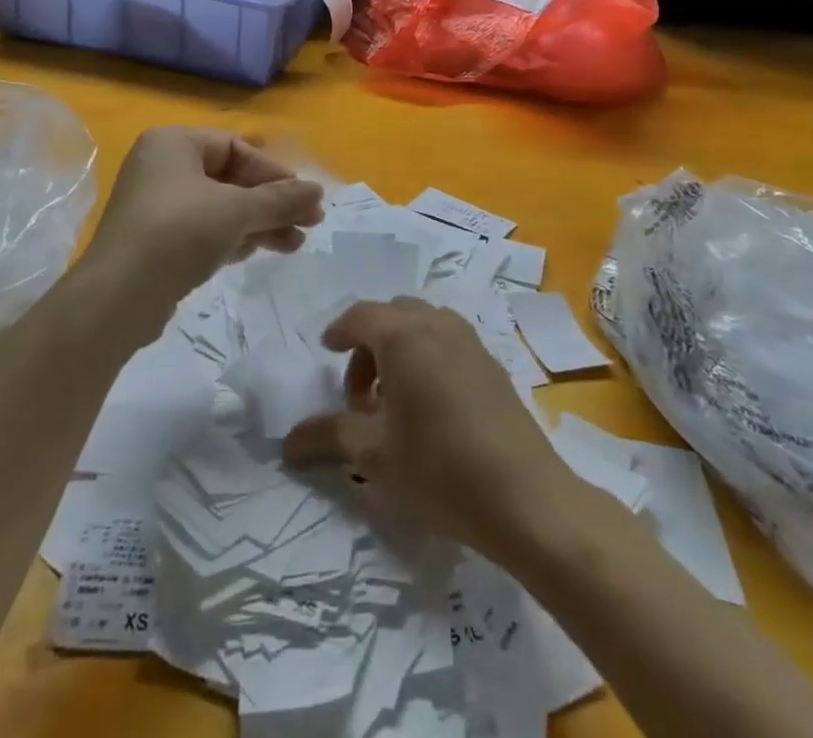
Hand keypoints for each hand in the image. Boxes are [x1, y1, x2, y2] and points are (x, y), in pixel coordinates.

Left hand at [85, 128, 323, 311]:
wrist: (118, 298)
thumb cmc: (179, 233)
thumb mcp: (237, 211)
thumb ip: (281, 199)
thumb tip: (318, 191)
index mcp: (173, 143)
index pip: (236, 147)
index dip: (274, 172)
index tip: (303, 198)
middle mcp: (161, 167)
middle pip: (230, 178)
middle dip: (271, 203)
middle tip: (309, 223)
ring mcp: (155, 205)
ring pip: (220, 207)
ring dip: (258, 223)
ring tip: (293, 245)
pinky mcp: (155, 241)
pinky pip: (202, 229)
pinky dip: (232, 237)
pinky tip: (256, 252)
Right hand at [282, 298, 578, 560]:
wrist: (526, 497)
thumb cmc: (439, 468)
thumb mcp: (373, 456)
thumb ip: (327, 437)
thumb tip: (286, 442)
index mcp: (404, 335)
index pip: (360, 316)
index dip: (339, 331)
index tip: (326, 352)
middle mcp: (437, 324)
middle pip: (392, 315)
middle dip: (368, 344)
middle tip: (359, 395)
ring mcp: (470, 340)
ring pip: (422, 325)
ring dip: (399, 350)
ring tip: (393, 403)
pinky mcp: (492, 363)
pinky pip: (447, 341)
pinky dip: (426, 356)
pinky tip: (430, 407)